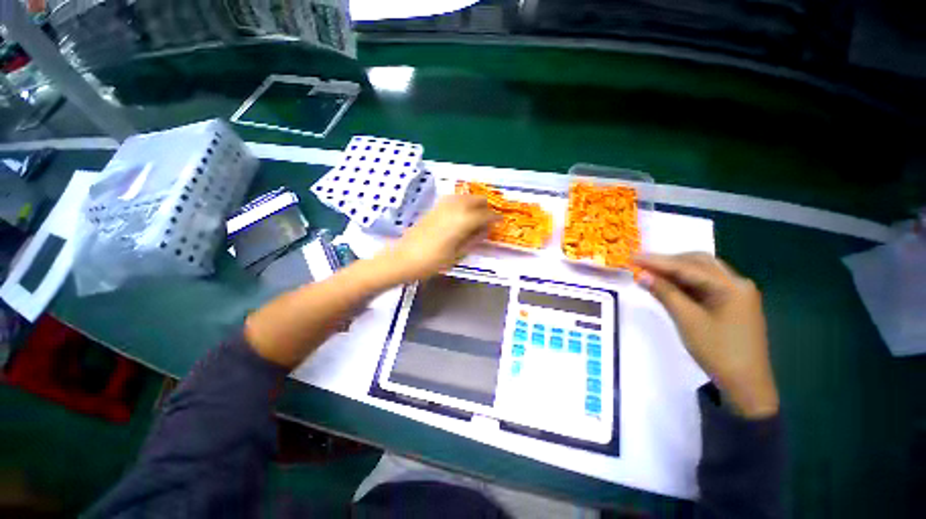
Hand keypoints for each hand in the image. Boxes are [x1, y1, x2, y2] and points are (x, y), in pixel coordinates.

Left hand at [375, 195, 498, 283]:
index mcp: (463, 220)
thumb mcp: (458, 254)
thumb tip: (486, 230)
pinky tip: (461, 214)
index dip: (495, 218)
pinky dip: (462, 202)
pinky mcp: (434, 207)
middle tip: (488, 221)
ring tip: (476, 217)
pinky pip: (453, 199)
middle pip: (477, 199)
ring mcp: (443, 205)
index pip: (486, 215)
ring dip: (474, 203)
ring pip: (465, 196)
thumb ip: (474, 239)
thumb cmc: (433, 261)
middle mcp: (455, 207)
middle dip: (486, 208)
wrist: (404, 258)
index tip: (501, 222)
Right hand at [633, 253, 778, 418]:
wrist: (746, 385)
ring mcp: (738, 293)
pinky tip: (670, 285)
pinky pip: (706, 284)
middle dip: (669, 261)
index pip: (688, 267)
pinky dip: (685, 282)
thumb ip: (665, 293)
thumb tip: (642, 275)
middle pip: (699, 262)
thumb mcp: (687, 320)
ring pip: (702, 272)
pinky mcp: (733, 304)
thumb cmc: (718, 351)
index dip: (658, 261)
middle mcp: (738, 283)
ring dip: (677, 270)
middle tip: (643, 265)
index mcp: (731, 286)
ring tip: (651, 273)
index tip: (633, 257)